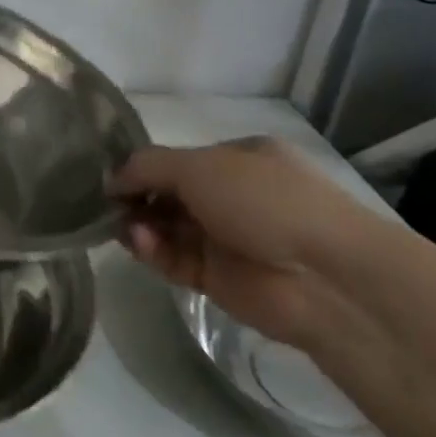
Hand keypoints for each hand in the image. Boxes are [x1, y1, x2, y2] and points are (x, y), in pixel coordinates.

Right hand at [109, 137, 389, 348]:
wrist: (325, 277)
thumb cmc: (265, 201)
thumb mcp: (200, 165)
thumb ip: (147, 166)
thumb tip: (111, 179)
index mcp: (238, 159)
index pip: (177, 160)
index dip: (142, 167)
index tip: (111, 178)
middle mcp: (232, 195)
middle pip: (167, 194)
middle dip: (136, 197)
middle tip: (110, 205)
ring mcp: (225, 238)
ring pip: (166, 228)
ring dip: (140, 224)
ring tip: (124, 227)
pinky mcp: (217, 277)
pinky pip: (173, 259)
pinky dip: (153, 251)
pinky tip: (140, 243)